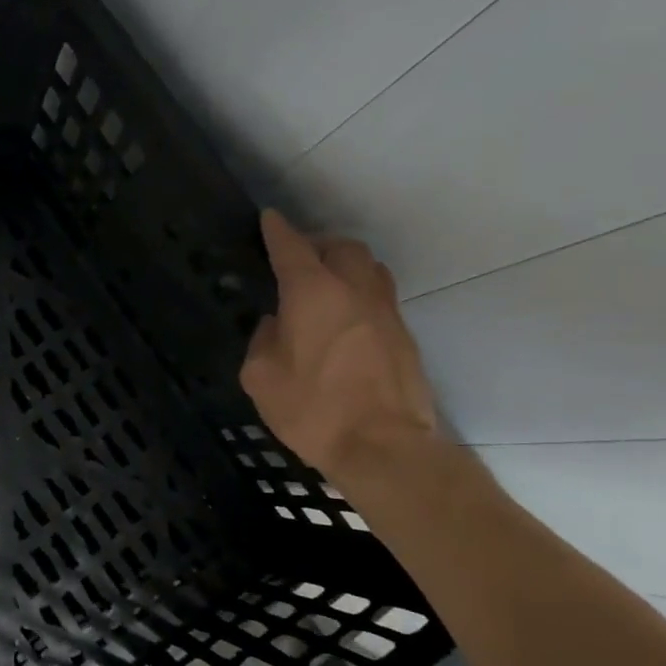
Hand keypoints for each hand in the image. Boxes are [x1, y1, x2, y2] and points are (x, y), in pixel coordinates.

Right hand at [239, 210, 439, 481]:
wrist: (383, 447)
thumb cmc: (312, 410)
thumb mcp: (261, 377)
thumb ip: (263, 341)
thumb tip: (276, 325)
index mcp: (313, 294)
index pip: (292, 248)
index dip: (277, 231)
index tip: (269, 218)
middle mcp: (354, 291)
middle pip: (342, 247)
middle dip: (318, 245)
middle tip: (298, 260)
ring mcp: (386, 312)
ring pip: (370, 268)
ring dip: (346, 267)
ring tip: (326, 285)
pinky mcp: (404, 336)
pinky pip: (380, 298)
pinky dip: (360, 295)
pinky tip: (345, 321)